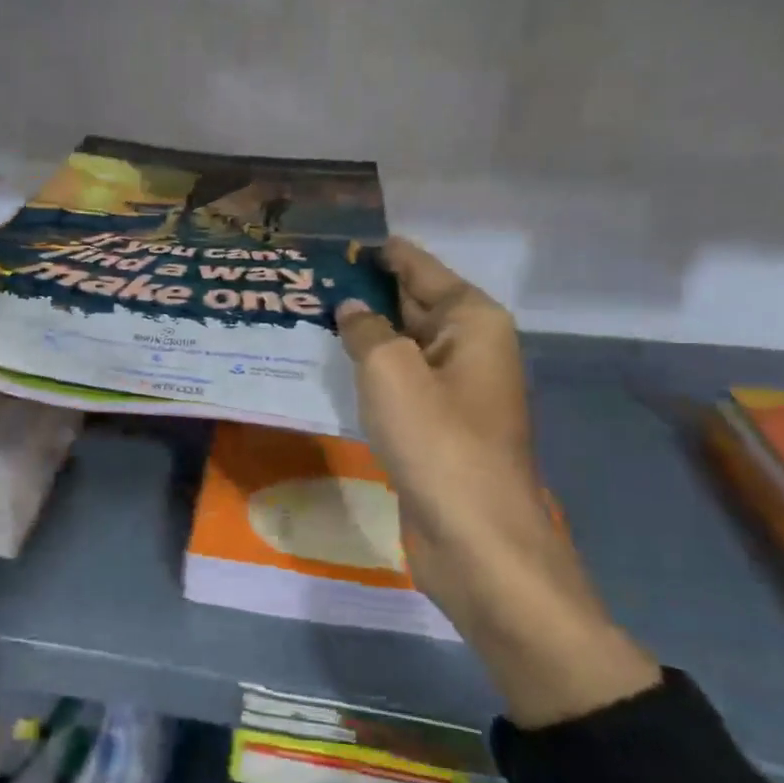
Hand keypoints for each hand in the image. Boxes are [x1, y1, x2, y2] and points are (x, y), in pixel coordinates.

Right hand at [335, 238, 658, 726]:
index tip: (335, 241)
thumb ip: (366, 329)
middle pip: (411, 304)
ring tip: (307, 315)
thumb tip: (352, 311)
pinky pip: (396, 385)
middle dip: (365, 292)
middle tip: (307, 278)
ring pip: (400, 347)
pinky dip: (366, 373)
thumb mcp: (391, 370)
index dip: (379, 253)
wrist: (476, 540)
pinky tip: (328, 368)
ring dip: (361, 334)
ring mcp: (453, 392)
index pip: (419, 268)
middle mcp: (469, 348)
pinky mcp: (435, 428)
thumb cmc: (438, 441)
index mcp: (473, 322)